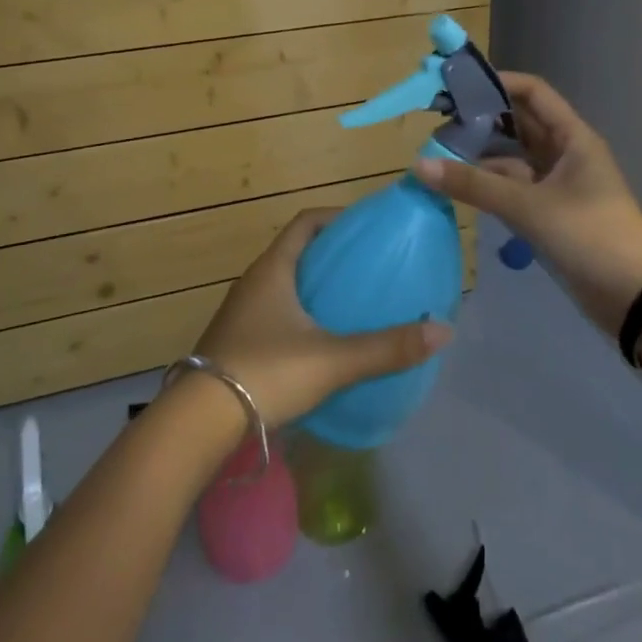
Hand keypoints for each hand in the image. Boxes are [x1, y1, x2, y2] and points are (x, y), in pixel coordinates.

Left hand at [191, 208, 452, 426]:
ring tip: (349, 304)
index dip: (336, 218)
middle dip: (330, 255)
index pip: (306, 223)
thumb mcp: (332, 360)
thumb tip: (443, 330)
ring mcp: (240, 313)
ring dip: (312, 287)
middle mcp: (253, 282)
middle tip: (367, 269)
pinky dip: (298, 315)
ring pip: (282, 285)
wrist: (198, 423)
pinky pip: (273, 313)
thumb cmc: (266, 373)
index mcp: (273, 269)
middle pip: (295, 252)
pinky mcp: (235, 342)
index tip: (366, 229)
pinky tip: (318, 343)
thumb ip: (386, 347)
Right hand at [414, 71, 641, 334]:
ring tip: (438, 152)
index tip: (457, 86)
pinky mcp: (551, 212)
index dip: (498, 83)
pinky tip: (459, 186)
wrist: (637, 299)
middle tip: (437, 120)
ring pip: (513, 157)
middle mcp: (565, 153)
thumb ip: (473, 185)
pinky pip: (514, 187)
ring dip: (481, 154)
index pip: (532, 92)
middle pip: (519, 123)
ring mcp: (558, 184)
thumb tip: (419, 165)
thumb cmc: (589, 236)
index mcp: (572, 137)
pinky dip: (489, 184)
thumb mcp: (528, 207)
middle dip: (481, 119)